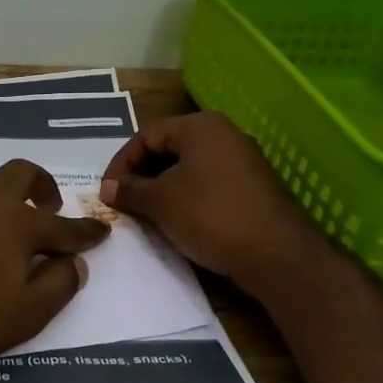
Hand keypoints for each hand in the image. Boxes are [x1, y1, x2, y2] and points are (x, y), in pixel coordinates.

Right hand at [99, 113, 321, 291]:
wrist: (275, 255)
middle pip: (168, 148)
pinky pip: (207, 183)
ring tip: (145, 214)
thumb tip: (107, 187)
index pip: (146, 136)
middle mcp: (224, 134)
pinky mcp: (252, 186)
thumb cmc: (210, 216)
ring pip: (188, 167)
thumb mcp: (161, 202)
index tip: (107, 192)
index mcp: (200, 127)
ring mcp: (242, 160)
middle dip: (141, 175)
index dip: (120, 163)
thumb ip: (130, 190)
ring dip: (161, 188)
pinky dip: (185, 197)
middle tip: (123, 202)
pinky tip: (176, 221)